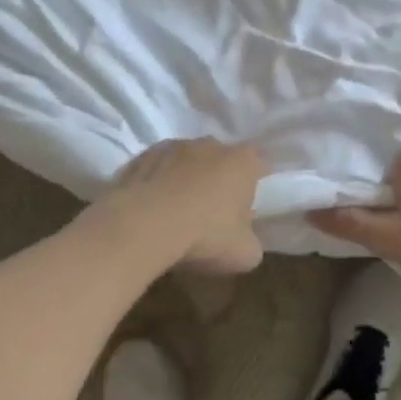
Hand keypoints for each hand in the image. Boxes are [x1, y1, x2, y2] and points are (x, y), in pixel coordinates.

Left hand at [105, 138, 266, 275]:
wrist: (144, 226)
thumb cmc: (205, 236)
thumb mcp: (244, 254)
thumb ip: (251, 241)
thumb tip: (245, 240)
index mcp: (242, 162)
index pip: (259, 162)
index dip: (256, 181)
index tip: (249, 203)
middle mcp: (210, 145)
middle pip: (221, 159)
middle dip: (219, 178)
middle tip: (213, 211)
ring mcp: (173, 146)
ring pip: (186, 161)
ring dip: (186, 178)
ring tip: (177, 211)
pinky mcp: (141, 156)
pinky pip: (157, 169)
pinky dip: (157, 183)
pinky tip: (151, 209)